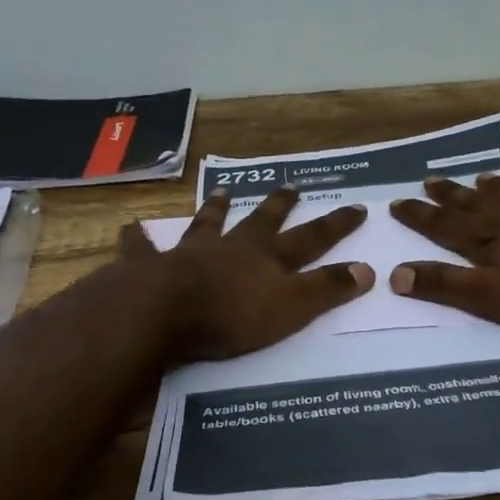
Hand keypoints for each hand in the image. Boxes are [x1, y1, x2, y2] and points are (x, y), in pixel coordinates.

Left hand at [119, 187, 372, 362]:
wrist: (163, 312)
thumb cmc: (232, 315)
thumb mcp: (292, 307)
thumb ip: (327, 289)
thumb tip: (369, 269)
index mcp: (267, 258)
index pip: (311, 238)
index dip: (336, 225)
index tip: (357, 207)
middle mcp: (232, 247)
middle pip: (261, 221)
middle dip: (279, 205)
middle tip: (292, 185)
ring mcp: (191, 252)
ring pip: (208, 224)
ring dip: (216, 209)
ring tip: (221, 192)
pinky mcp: (153, 266)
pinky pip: (145, 249)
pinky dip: (139, 240)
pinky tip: (130, 229)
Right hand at [389, 175, 499, 339]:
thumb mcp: (490, 298)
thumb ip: (445, 285)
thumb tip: (395, 273)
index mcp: (490, 239)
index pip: (445, 224)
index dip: (420, 215)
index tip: (397, 202)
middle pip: (475, 204)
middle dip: (449, 195)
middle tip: (429, 179)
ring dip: (495, 187)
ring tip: (480, 177)